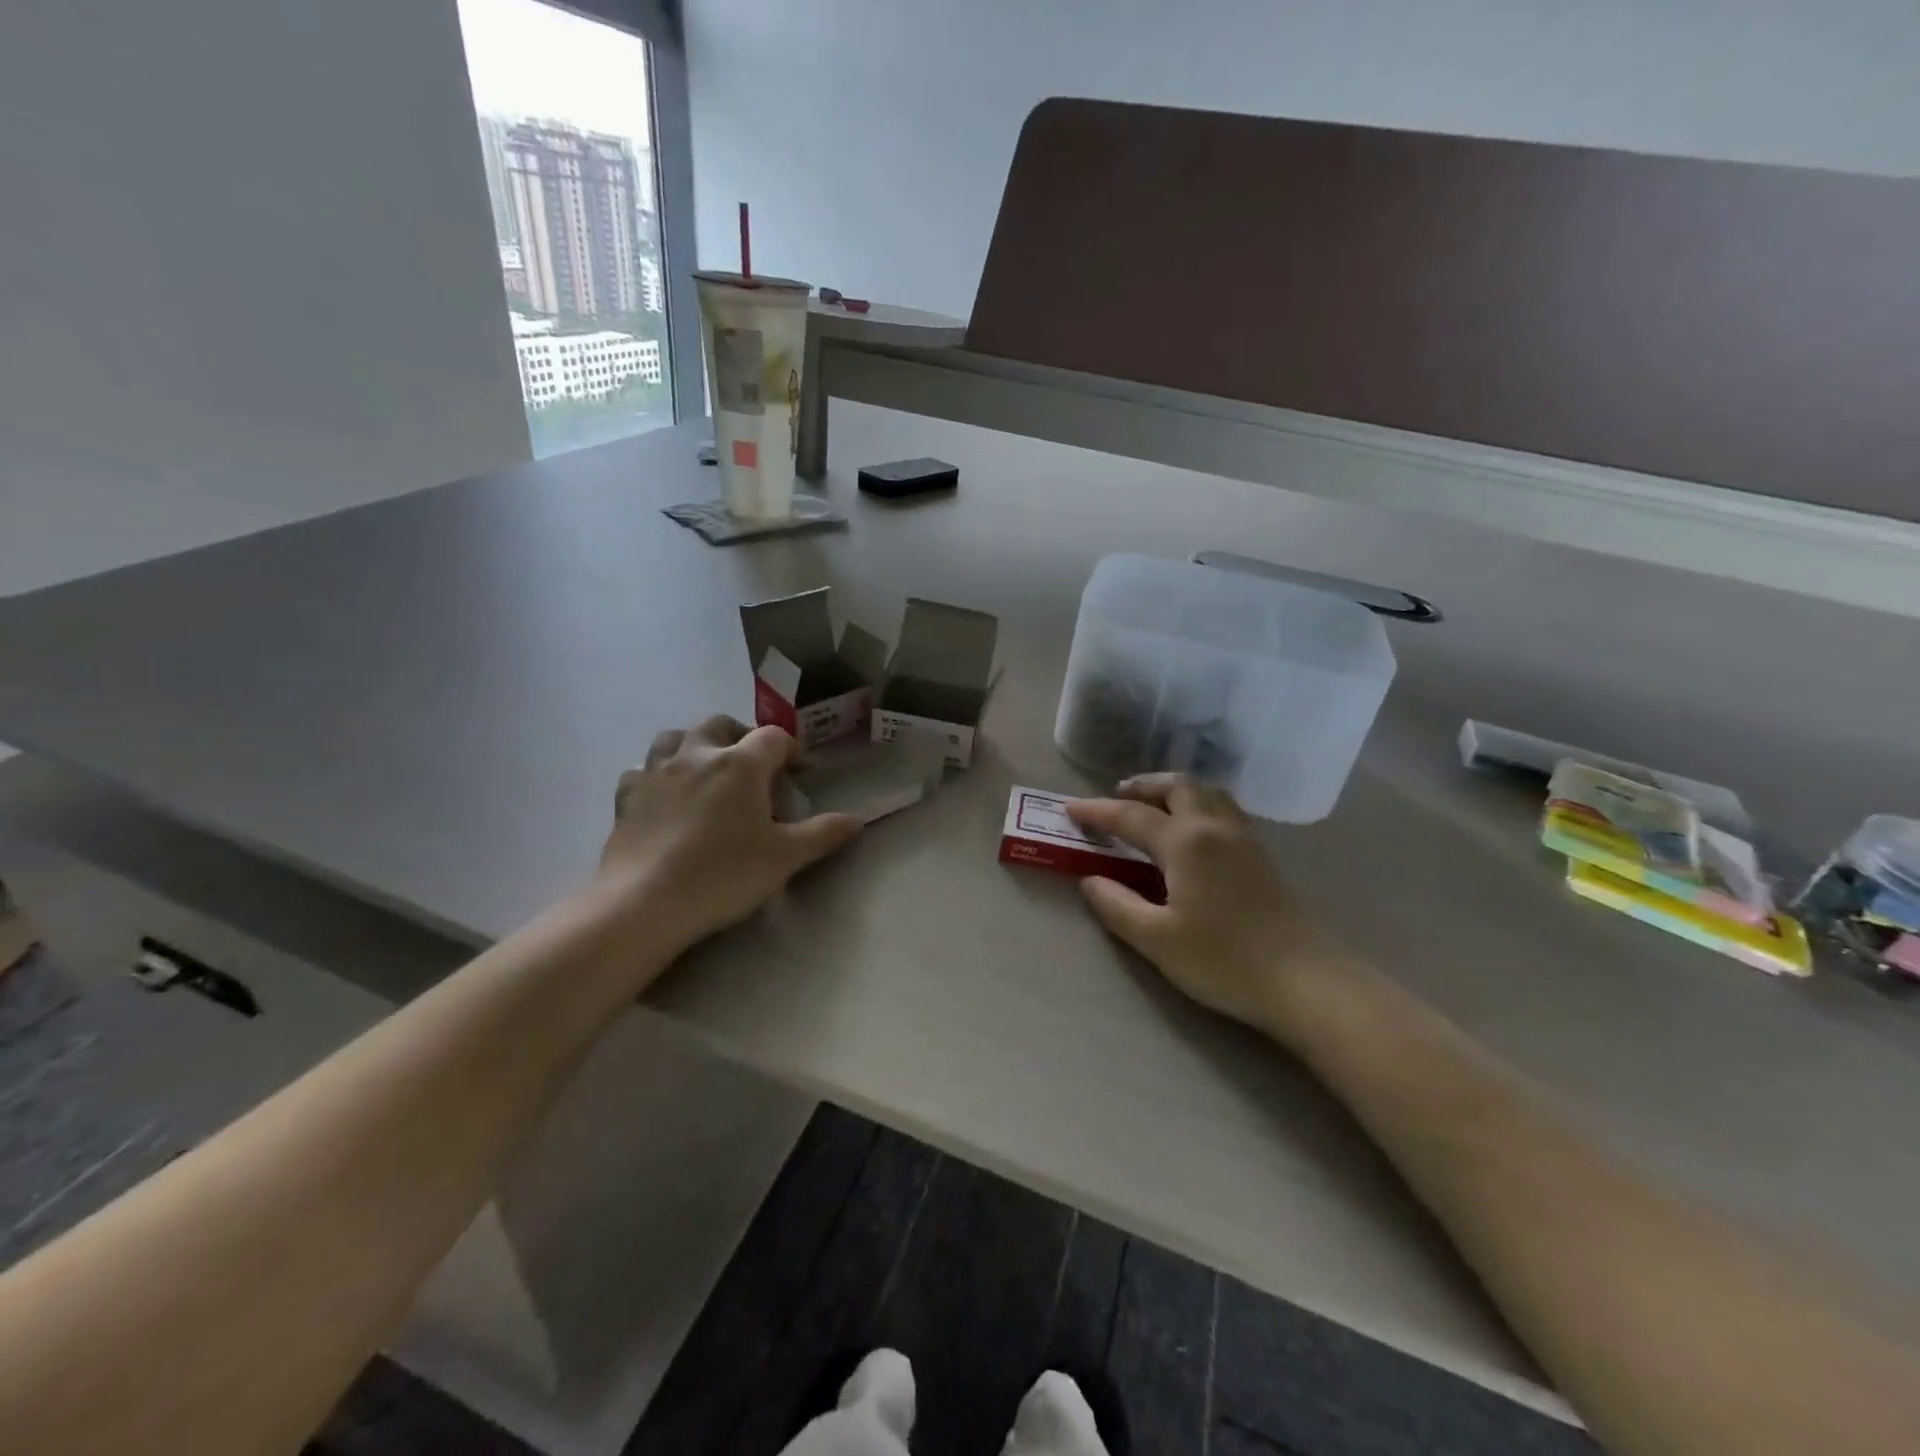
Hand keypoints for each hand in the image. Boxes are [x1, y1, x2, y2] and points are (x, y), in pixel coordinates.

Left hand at [595, 715, 860, 953]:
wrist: (645, 903)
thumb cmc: (723, 875)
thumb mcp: (785, 858)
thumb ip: (823, 834)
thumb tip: (858, 819)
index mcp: (740, 763)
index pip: (774, 738)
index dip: (792, 750)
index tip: (801, 771)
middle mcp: (697, 754)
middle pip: (721, 724)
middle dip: (741, 736)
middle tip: (754, 766)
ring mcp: (656, 772)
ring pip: (675, 737)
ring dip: (695, 745)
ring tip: (706, 770)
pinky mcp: (627, 796)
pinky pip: (642, 770)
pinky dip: (657, 775)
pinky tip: (664, 796)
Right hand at [1067, 774, 1349, 1033]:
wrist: (1304, 981)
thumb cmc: (1224, 960)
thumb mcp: (1157, 940)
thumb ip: (1117, 905)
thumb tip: (1090, 880)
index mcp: (1185, 842)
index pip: (1131, 815)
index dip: (1097, 811)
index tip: (1070, 809)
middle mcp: (1214, 827)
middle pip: (1177, 786)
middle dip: (1142, 786)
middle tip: (1116, 798)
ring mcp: (1243, 838)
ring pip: (1205, 792)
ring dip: (1172, 790)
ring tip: (1150, 807)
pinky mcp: (1260, 854)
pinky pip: (1222, 808)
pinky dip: (1196, 803)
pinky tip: (1189, 830)